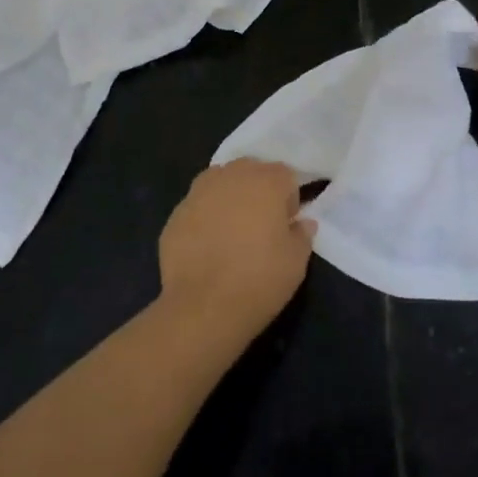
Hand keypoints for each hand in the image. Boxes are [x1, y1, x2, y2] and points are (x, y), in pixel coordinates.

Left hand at [157, 159, 315, 339]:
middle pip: (250, 170)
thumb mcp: (296, 262)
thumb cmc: (259, 280)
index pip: (285, 175)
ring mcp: (198, 192)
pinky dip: (205, 217)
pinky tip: (207, 246)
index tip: (286, 224)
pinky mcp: (175, 213)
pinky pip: (197, 206)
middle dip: (258, 190)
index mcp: (266, 182)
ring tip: (232, 231)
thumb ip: (302, 234)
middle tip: (261, 224)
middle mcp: (231, 176)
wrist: (203, 306)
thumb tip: (302, 222)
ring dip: (229, 198)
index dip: (289, 199)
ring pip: (220, 182)